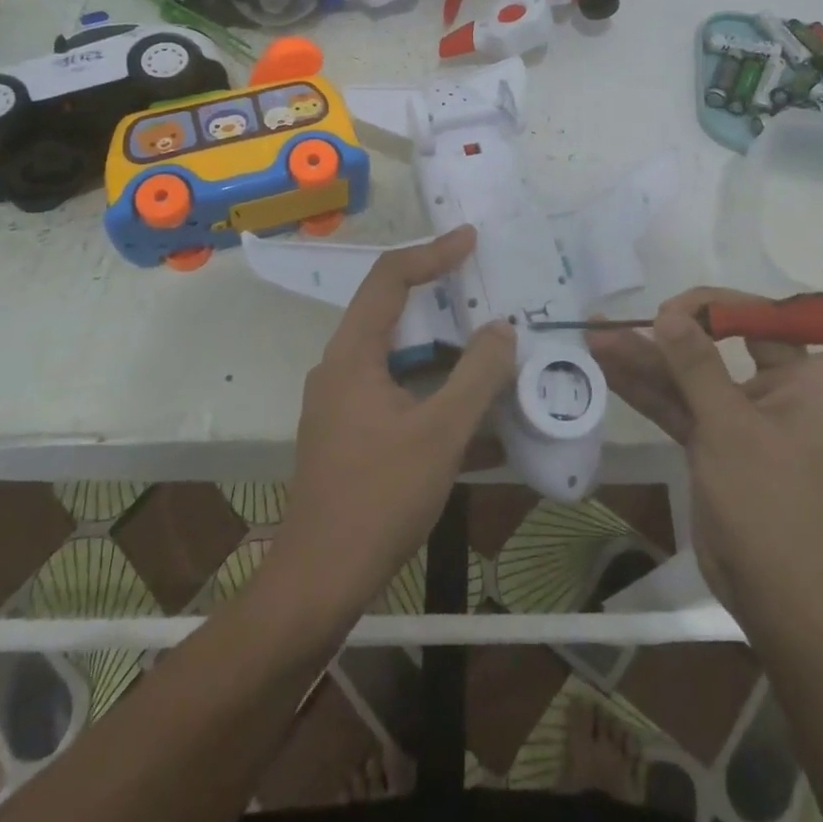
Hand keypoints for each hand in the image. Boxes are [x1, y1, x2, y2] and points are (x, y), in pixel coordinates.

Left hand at [270, 226, 515, 617]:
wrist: (319, 581)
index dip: (431, 252)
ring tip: (486, 344)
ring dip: (440, 345)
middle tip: (484, 289)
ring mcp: (340, 402)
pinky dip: (431, 383)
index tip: (471, 239)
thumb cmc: (378, 498)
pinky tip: (468, 406)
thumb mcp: (440, 433)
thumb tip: (503, 328)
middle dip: (439, 296)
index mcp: (352, 354)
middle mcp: (339, 367)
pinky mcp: (348, 432)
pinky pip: (395, 387)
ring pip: (395, 353)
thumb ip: (476, 374)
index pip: (389, 278)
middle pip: (390, 310)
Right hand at [588, 260, 822, 621]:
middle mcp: (792, 390)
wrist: (771, 600)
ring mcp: (751, 413)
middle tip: (667, 313)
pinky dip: (648, 383)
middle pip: (764, 327)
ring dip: (658, 349)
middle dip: (712, 309)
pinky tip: (607, 363)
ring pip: (707, 364)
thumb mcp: (732, 431)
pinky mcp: (719, 438)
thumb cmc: (775, 510)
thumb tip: (670, 315)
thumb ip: (698, 368)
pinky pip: (681, 397)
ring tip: (606, 331)